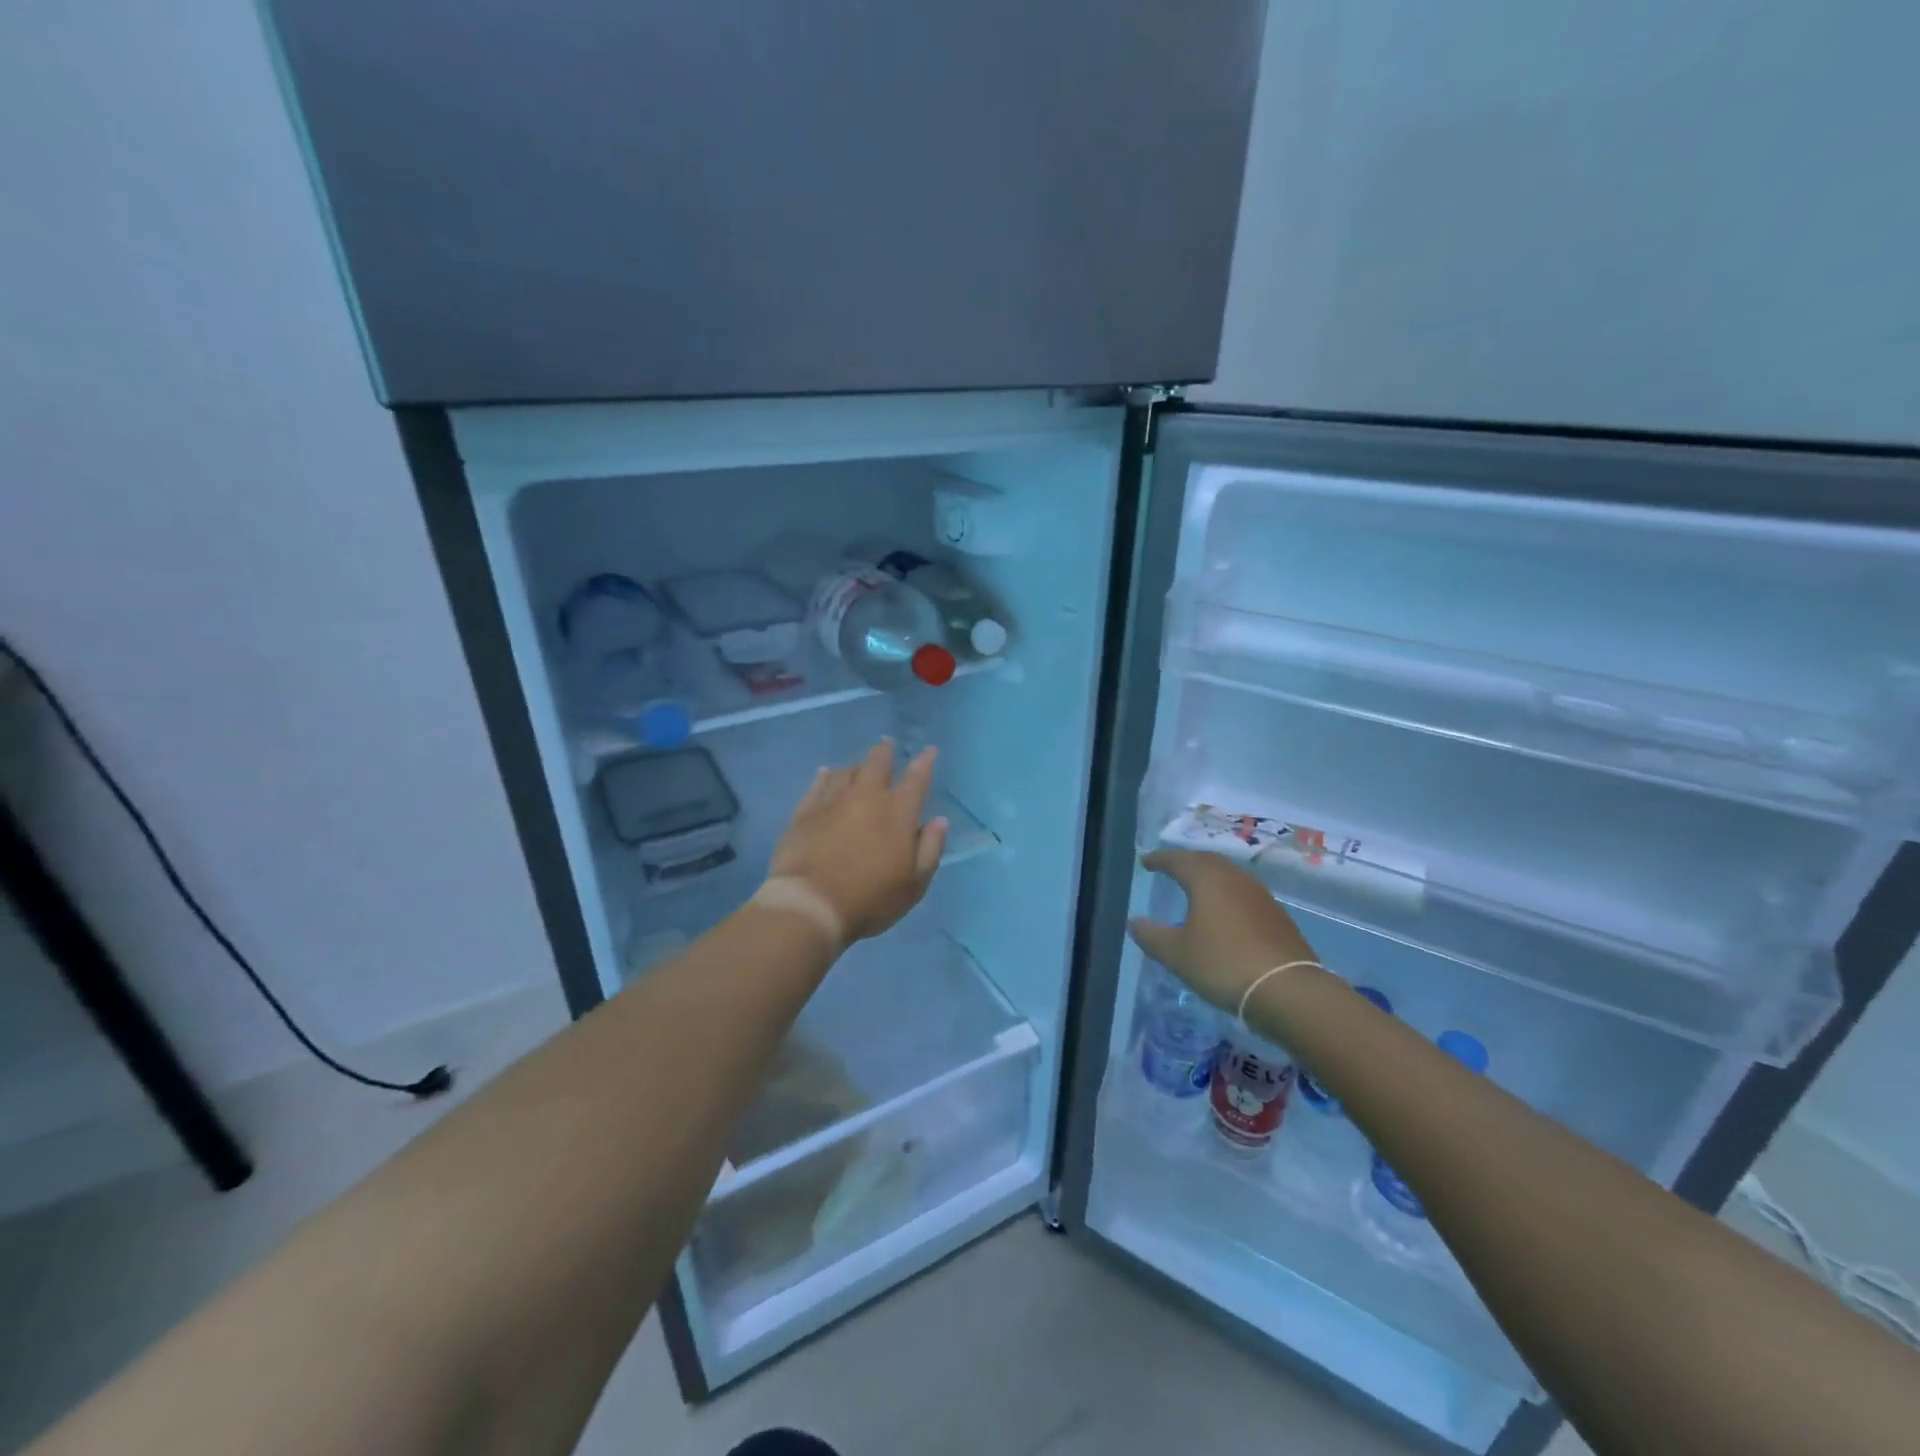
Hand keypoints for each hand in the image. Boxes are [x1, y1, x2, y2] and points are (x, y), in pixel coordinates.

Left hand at [767, 740, 947, 943]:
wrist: (811, 903)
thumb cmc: (870, 898)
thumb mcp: (914, 884)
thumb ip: (930, 848)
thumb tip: (939, 820)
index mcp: (898, 812)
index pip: (917, 778)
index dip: (925, 762)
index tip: (929, 750)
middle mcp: (867, 797)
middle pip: (877, 763)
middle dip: (885, 752)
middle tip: (887, 744)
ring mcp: (833, 801)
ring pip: (846, 771)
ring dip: (856, 765)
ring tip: (858, 765)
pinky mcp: (805, 811)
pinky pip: (818, 784)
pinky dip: (826, 775)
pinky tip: (826, 773)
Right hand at [1128, 849, 1320, 1012]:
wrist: (1287, 990)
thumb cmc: (1222, 964)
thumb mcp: (1176, 953)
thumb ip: (1151, 935)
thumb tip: (1135, 922)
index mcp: (1207, 880)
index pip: (1178, 860)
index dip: (1159, 860)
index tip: (1145, 862)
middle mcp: (1235, 879)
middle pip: (1207, 861)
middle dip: (1186, 862)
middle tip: (1170, 868)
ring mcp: (1260, 896)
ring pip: (1229, 876)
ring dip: (1209, 877)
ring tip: (1196, 888)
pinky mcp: (1277, 916)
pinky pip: (1244, 894)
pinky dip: (1227, 895)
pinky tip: (1225, 913)